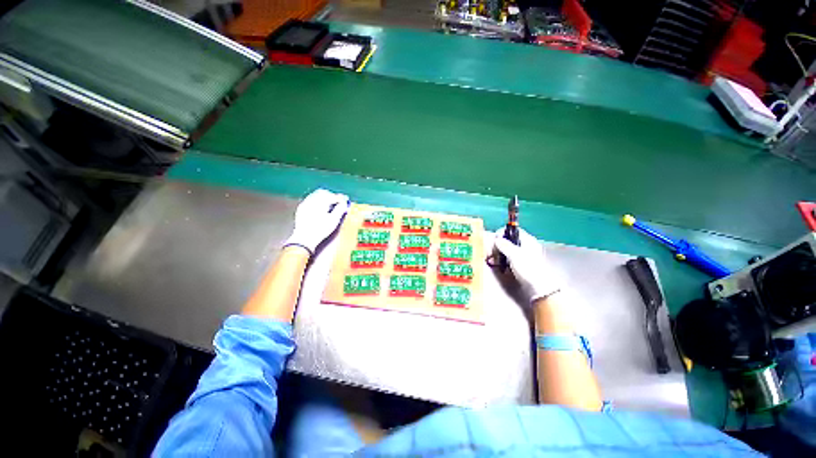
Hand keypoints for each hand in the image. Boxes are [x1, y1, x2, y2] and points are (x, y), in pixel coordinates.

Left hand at [284, 189, 349, 254]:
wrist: (304, 238)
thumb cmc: (320, 230)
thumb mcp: (334, 220)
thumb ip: (340, 209)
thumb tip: (344, 203)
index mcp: (320, 202)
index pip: (332, 196)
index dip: (341, 198)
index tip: (346, 200)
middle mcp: (311, 200)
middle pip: (323, 192)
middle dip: (332, 196)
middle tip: (338, 201)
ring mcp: (305, 204)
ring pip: (316, 195)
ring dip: (324, 198)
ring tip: (330, 205)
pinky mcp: (301, 208)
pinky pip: (310, 200)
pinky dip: (317, 201)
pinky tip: (320, 208)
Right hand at [494, 227, 561, 302]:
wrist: (538, 287)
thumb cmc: (528, 268)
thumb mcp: (514, 255)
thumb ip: (504, 245)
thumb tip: (496, 239)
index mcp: (527, 240)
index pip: (512, 230)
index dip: (502, 233)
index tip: (494, 240)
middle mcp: (525, 245)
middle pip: (508, 240)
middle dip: (497, 245)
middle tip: (490, 252)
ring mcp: (523, 255)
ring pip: (507, 249)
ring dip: (497, 253)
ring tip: (491, 259)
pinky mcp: (520, 264)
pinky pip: (508, 258)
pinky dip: (501, 260)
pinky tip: (496, 264)